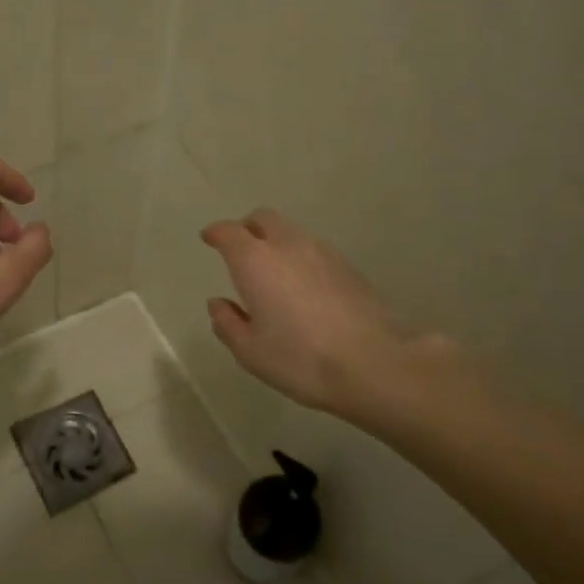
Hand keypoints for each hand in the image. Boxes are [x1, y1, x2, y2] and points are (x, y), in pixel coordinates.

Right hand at [202, 208, 457, 428]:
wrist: (374, 364)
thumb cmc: (300, 359)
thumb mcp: (251, 351)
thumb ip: (228, 323)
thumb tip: (218, 304)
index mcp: (255, 261)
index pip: (229, 232)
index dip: (216, 233)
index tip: (208, 238)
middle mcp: (288, 245)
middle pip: (263, 219)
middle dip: (247, 228)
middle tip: (239, 250)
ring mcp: (322, 252)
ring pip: (291, 232)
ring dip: (275, 242)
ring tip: (272, 272)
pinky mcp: (348, 267)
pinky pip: (313, 250)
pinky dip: (299, 258)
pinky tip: (302, 287)